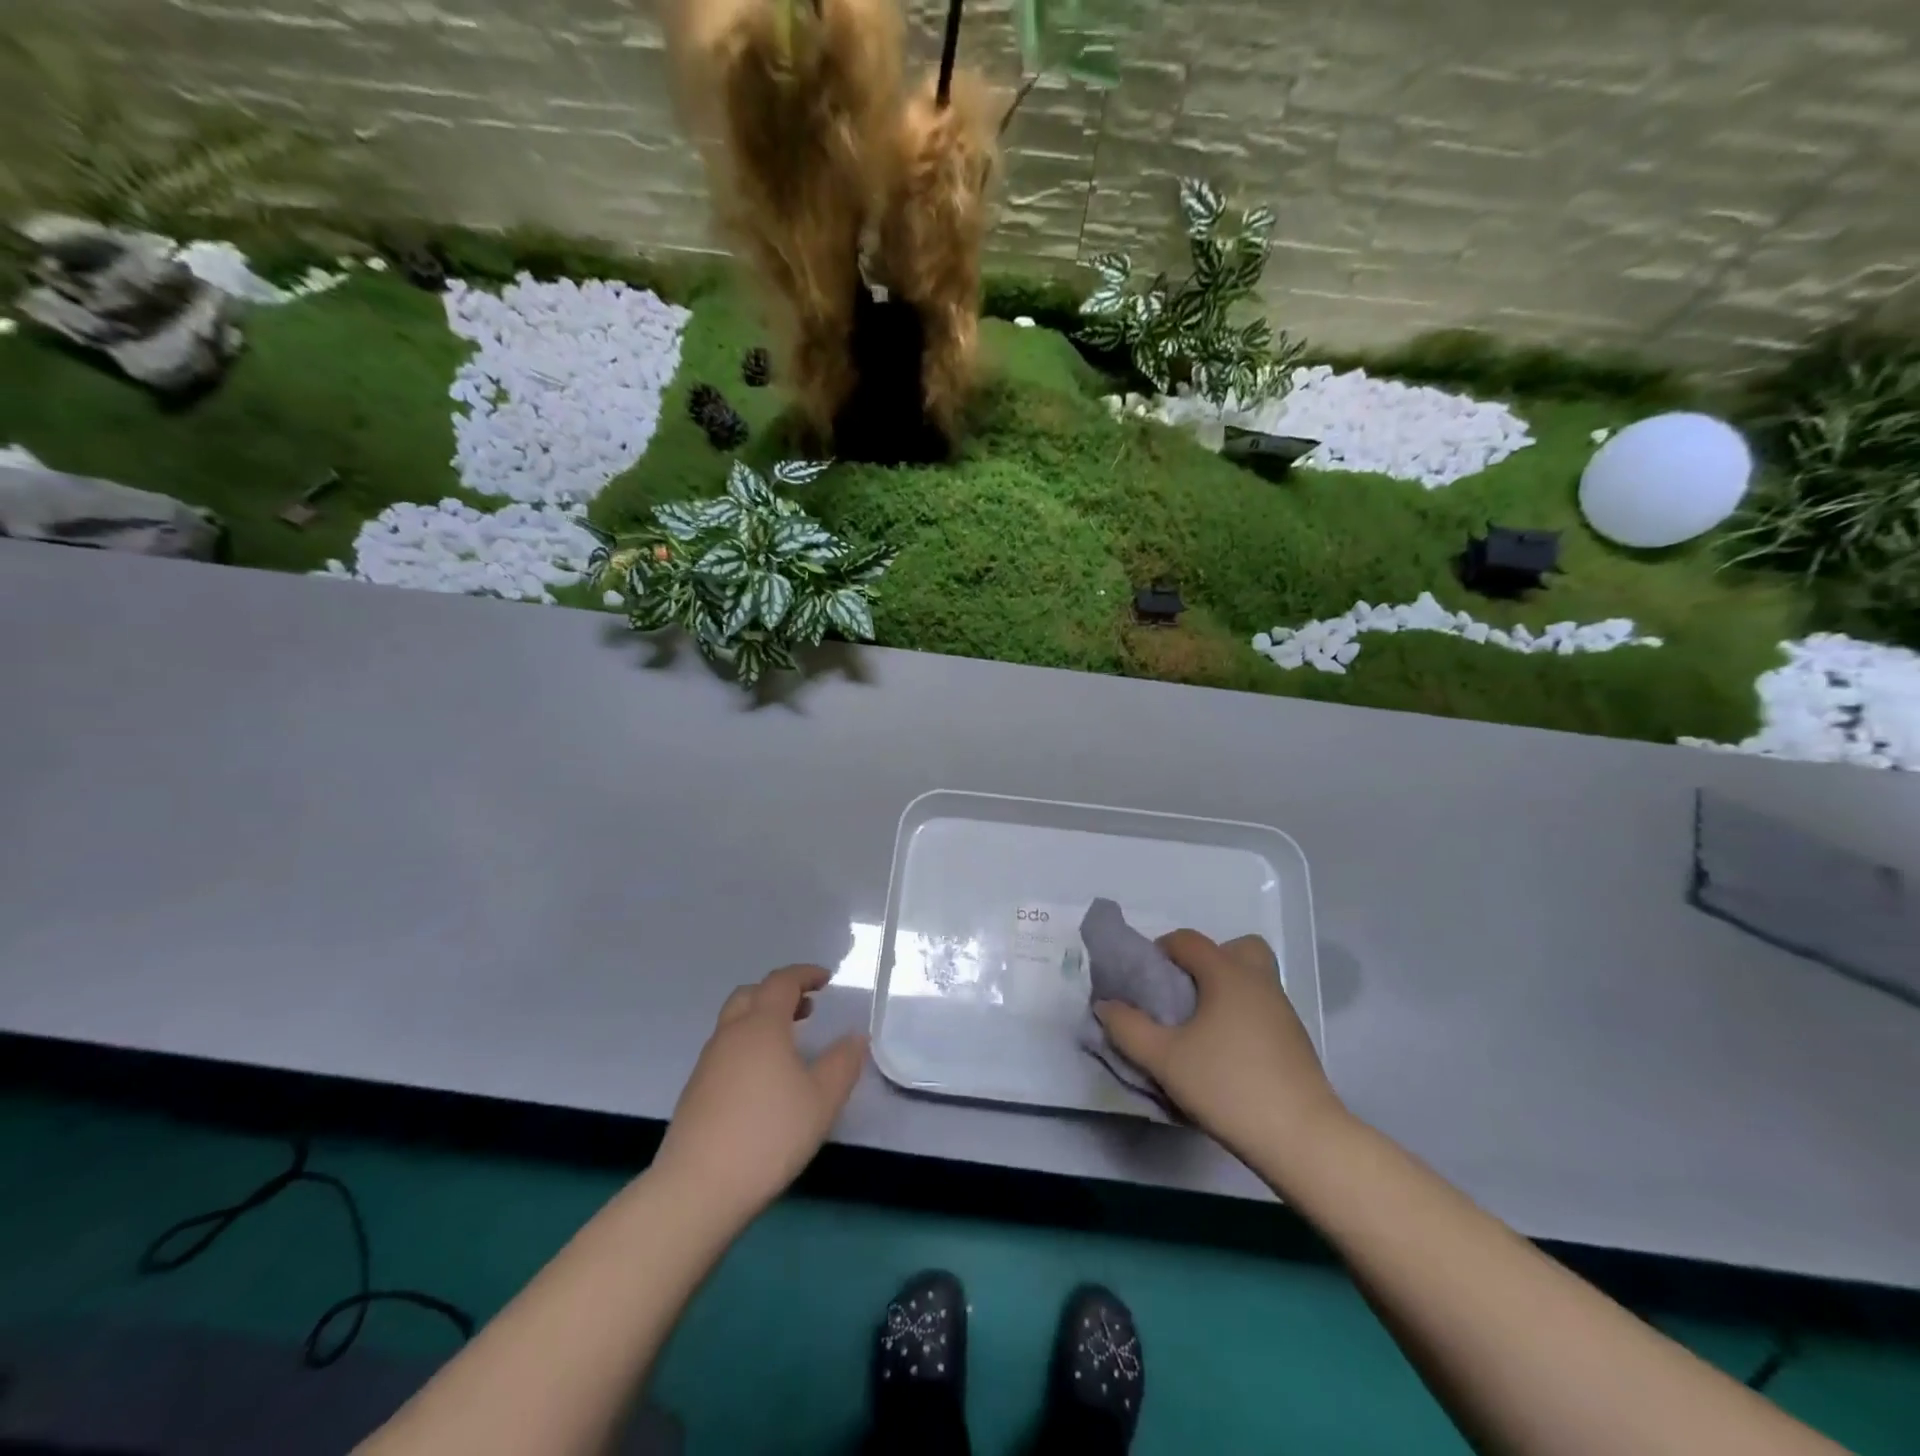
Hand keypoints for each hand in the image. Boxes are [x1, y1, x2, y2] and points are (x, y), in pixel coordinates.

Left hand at [653, 965, 866, 1224]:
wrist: (697, 1189)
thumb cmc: (768, 1134)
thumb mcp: (821, 1099)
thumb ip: (842, 1063)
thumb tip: (855, 1037)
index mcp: (761, 1025)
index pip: (782, 982)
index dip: (805, 974)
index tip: (826, 979)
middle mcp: (730, 1034)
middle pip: (751, 995)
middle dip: (780, 993)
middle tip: (807, 1008)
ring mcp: (707, 1063)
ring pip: (735, 1023)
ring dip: (763, 1020)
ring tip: (789, 1044)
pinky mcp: (695, 1092)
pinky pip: (726, 1050)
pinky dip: (748, 1046)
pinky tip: (763, 1080)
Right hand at [1095, 930, 1345, 1168]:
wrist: (1302, 1139)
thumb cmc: (1228, 1086)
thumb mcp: (1164, 1059)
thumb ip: (1128, 1028)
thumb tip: (1106, 1005)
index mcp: (1227, 974)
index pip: (1188, 940)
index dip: (1160, 950)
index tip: (1143, 979)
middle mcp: (1259, 981)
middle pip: (1235, 948)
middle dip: (1206, 961)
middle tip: (1184, 993)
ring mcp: (1283, 1011)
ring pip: (1252, 979)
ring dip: (1224, 989)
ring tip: (1199, 1027)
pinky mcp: (1295, 1041)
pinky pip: (1262, 1008)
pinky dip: (1241, 1015)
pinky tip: (1225, 1053)